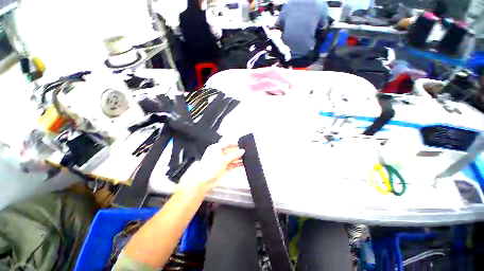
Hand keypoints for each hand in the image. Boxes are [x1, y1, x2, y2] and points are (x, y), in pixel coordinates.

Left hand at [177, 143, 244, 192]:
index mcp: (216, 148)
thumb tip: (242, 151)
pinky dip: (237, 163)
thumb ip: (234, 155)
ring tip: (246, 156)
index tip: (242, 144)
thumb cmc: (209, 168)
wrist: (204, 181)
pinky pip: (233, 164)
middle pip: (230, 150)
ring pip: (232, 157)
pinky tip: (243, 162)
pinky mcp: (225, 168)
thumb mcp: (223, 159)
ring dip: (238, 157)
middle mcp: (219, 154)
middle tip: (245, 150)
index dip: (234, 144)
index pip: (227, 144)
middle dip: (237, 151)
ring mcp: (222, 161)